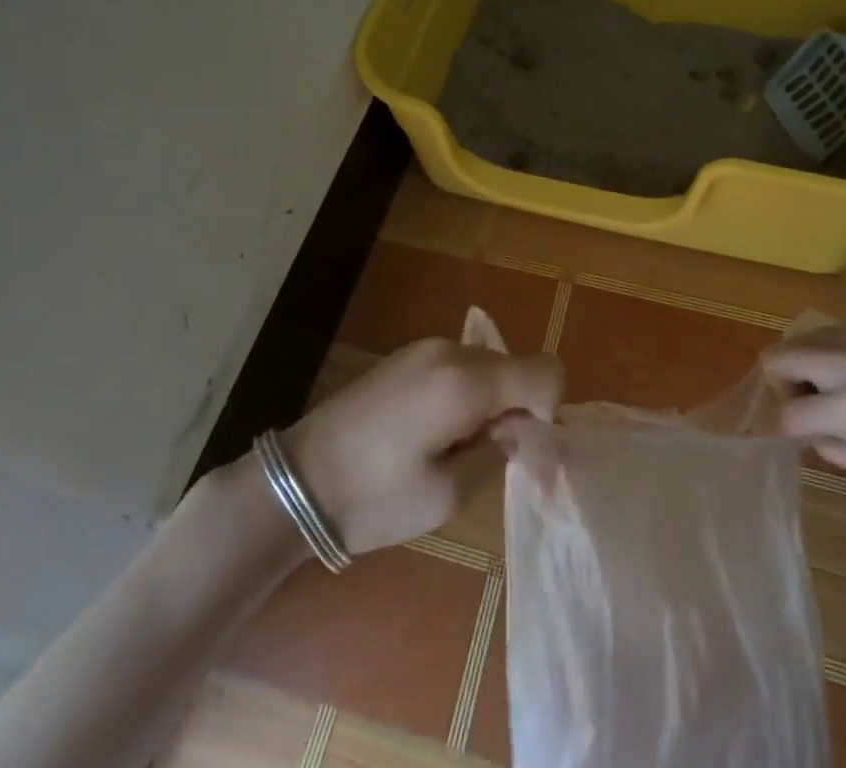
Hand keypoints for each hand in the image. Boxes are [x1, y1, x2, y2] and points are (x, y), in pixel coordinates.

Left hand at [284, 338, 562, 555]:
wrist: (297, 480)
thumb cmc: (374, 498)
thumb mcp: (446, 494)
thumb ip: (496, 453)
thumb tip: (520, 429)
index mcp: (466, 381)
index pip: (545, 371)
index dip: (547, 410)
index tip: (518, 447)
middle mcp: (451, 350)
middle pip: (516, 366)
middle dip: (516, 407)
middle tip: (485, 455)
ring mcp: (425, 347)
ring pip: (488, 364)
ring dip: (489, 400)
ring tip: (452, 446)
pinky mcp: (406, 354)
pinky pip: (459, 364)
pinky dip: (464, 391)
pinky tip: (430, 430)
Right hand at [762, 331, 845, 498]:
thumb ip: (838, 451)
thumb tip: (812, 434)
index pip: (786, 413)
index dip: (780, 428)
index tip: (786, 435)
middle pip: (779, 357)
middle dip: (779, 384)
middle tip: (803, 406)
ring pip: (802, 338)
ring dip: (801, 363)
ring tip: (828, 390)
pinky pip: (833, 333)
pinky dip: (826, 351)